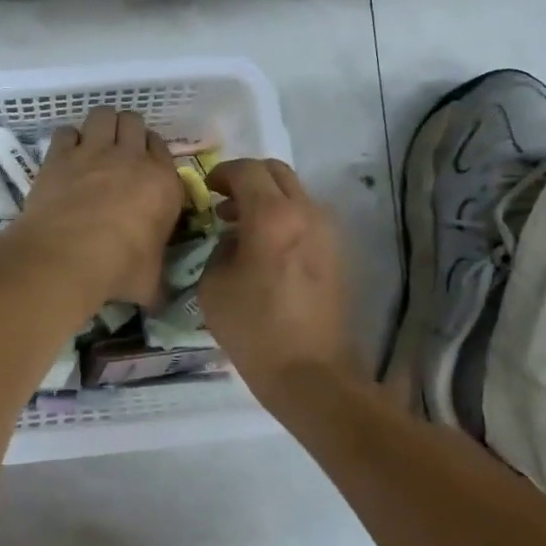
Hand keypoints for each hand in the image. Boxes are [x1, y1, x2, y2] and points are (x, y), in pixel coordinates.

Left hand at [16, 108, 182, 307]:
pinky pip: (66, 131)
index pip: (163, 149)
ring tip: (94, 144)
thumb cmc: (119, 269)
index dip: (152, 155)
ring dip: (101, 125)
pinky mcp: (60, 155)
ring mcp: (94, 152)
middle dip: (128, 132)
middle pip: (134, 122)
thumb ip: (159, 283)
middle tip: (119, 153)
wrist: (67, 257)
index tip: (143, 170)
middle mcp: (131, 158)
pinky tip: (65, 155)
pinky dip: (67, 140)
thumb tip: (161, 302)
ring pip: (103, 115)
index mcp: (163, 182)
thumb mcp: (150, 282)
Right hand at [200, 159, 358, 407]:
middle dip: (247, 178)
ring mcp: (327, 232)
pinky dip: (284, 218)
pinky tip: (265, 249)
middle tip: (224, 201)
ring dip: (267, 199)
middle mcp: (306, 213)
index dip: (222, 173)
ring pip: (295, 194)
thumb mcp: (213, 285)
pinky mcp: (337, 253)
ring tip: (242, 228)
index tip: (208, 189)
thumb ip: (220, 248)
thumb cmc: (254, 330)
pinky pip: (306, 218)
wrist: (312, 375)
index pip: (246, 170)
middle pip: (276, 172)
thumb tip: (234, 238)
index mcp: (273, 216)